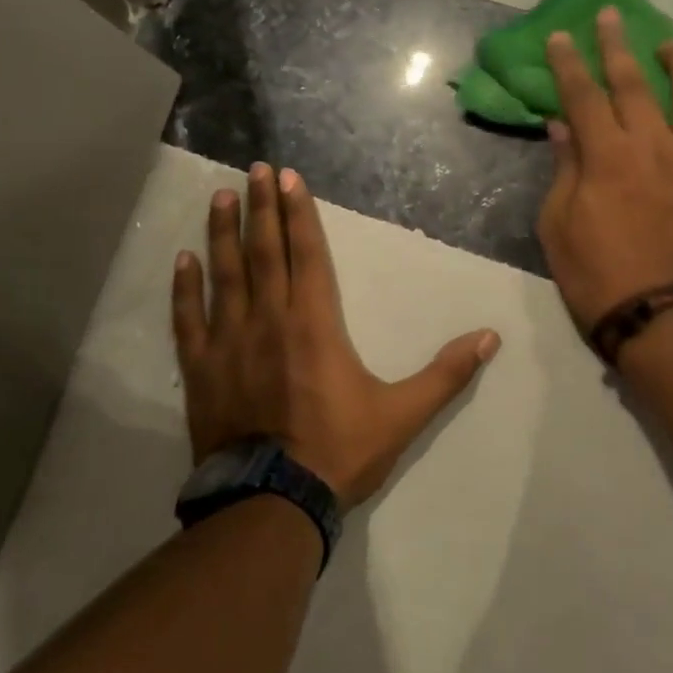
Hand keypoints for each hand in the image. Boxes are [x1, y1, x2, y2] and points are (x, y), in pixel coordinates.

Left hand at [172, 163, 500, 511]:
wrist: (271, 503)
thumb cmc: (338, 451)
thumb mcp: (402, 414)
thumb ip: (446, 374)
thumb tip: (490, 338)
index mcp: (315, 323)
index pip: (308, 253)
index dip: (299, 213)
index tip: (288, 178)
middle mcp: (269, 319)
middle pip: (265, 251)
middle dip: (262, 207)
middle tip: (255, 168)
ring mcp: (229, 342)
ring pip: (226, 274)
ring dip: (223, 233)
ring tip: (222, 196)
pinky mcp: (201, 369)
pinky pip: (189, 320)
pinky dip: (185, 288)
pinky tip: (183, 260)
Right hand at [537, 8, 672, 331]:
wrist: (665, 322)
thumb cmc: (598, 278)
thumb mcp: (559, 226)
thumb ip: (565, 170)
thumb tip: (563, 126)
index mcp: (608, 156)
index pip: (583, 95)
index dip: (568, 62)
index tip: (559, 36)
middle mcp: (657, 147)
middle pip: (636, 83)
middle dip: (618, 45)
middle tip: (611, 16)